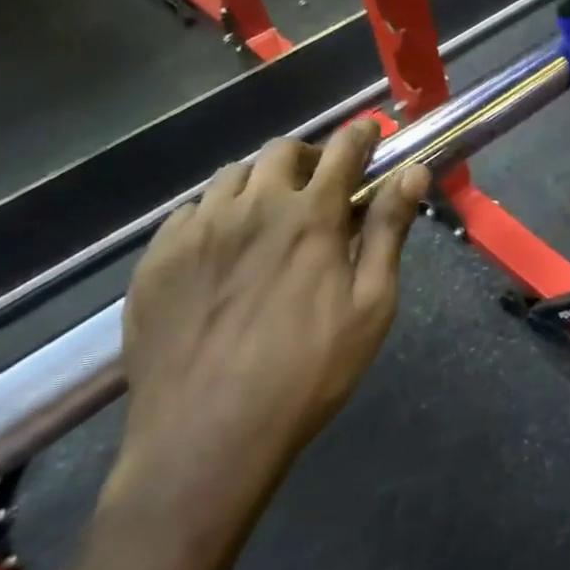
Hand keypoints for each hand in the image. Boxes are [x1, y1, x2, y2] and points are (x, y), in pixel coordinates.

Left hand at [105, 119, 429, 553]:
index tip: (370, 132)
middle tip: (321, 184)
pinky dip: (216, 213)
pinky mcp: (156, 259)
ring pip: (232, 176)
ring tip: (270, 214)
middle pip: (281, 151)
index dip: (361, 134)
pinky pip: (190, 212)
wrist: (206, 437)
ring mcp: (197, 230)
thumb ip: (388, 232)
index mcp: (309, 216)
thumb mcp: (370, 306)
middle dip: (309, 155)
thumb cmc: (308, 373)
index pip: (341, 150)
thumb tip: (412, 173)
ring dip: (261, 181)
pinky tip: (223, 248)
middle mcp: (250, 207)